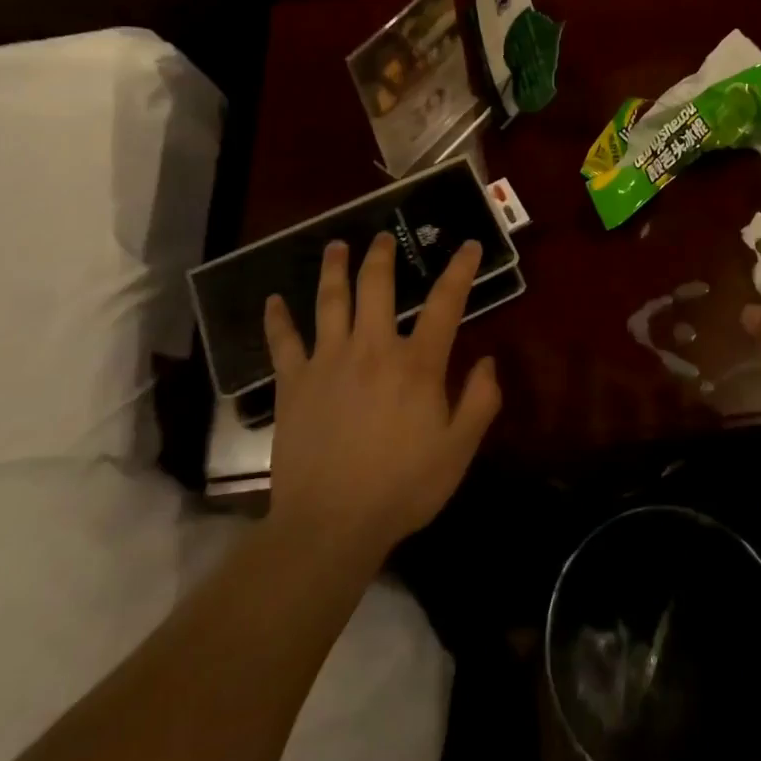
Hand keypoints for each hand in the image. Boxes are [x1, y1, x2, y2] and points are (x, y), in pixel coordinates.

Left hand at [262, 234, 501, 568]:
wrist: (330, 524)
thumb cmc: (401, 488)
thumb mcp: (458, 451)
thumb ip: (479, 402)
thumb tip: (489, 362)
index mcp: (416, 363)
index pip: (445, 303)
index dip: (459, 270)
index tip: (466, 245)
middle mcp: (371, 349)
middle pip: (376, 286)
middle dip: (381, 256)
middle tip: (382, 236)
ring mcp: (327, 362)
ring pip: (329, 301)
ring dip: (333, 269)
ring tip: (336, 246)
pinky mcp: (293, 383)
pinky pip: (283, 342)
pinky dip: (277, 319)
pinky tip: (272, 300)